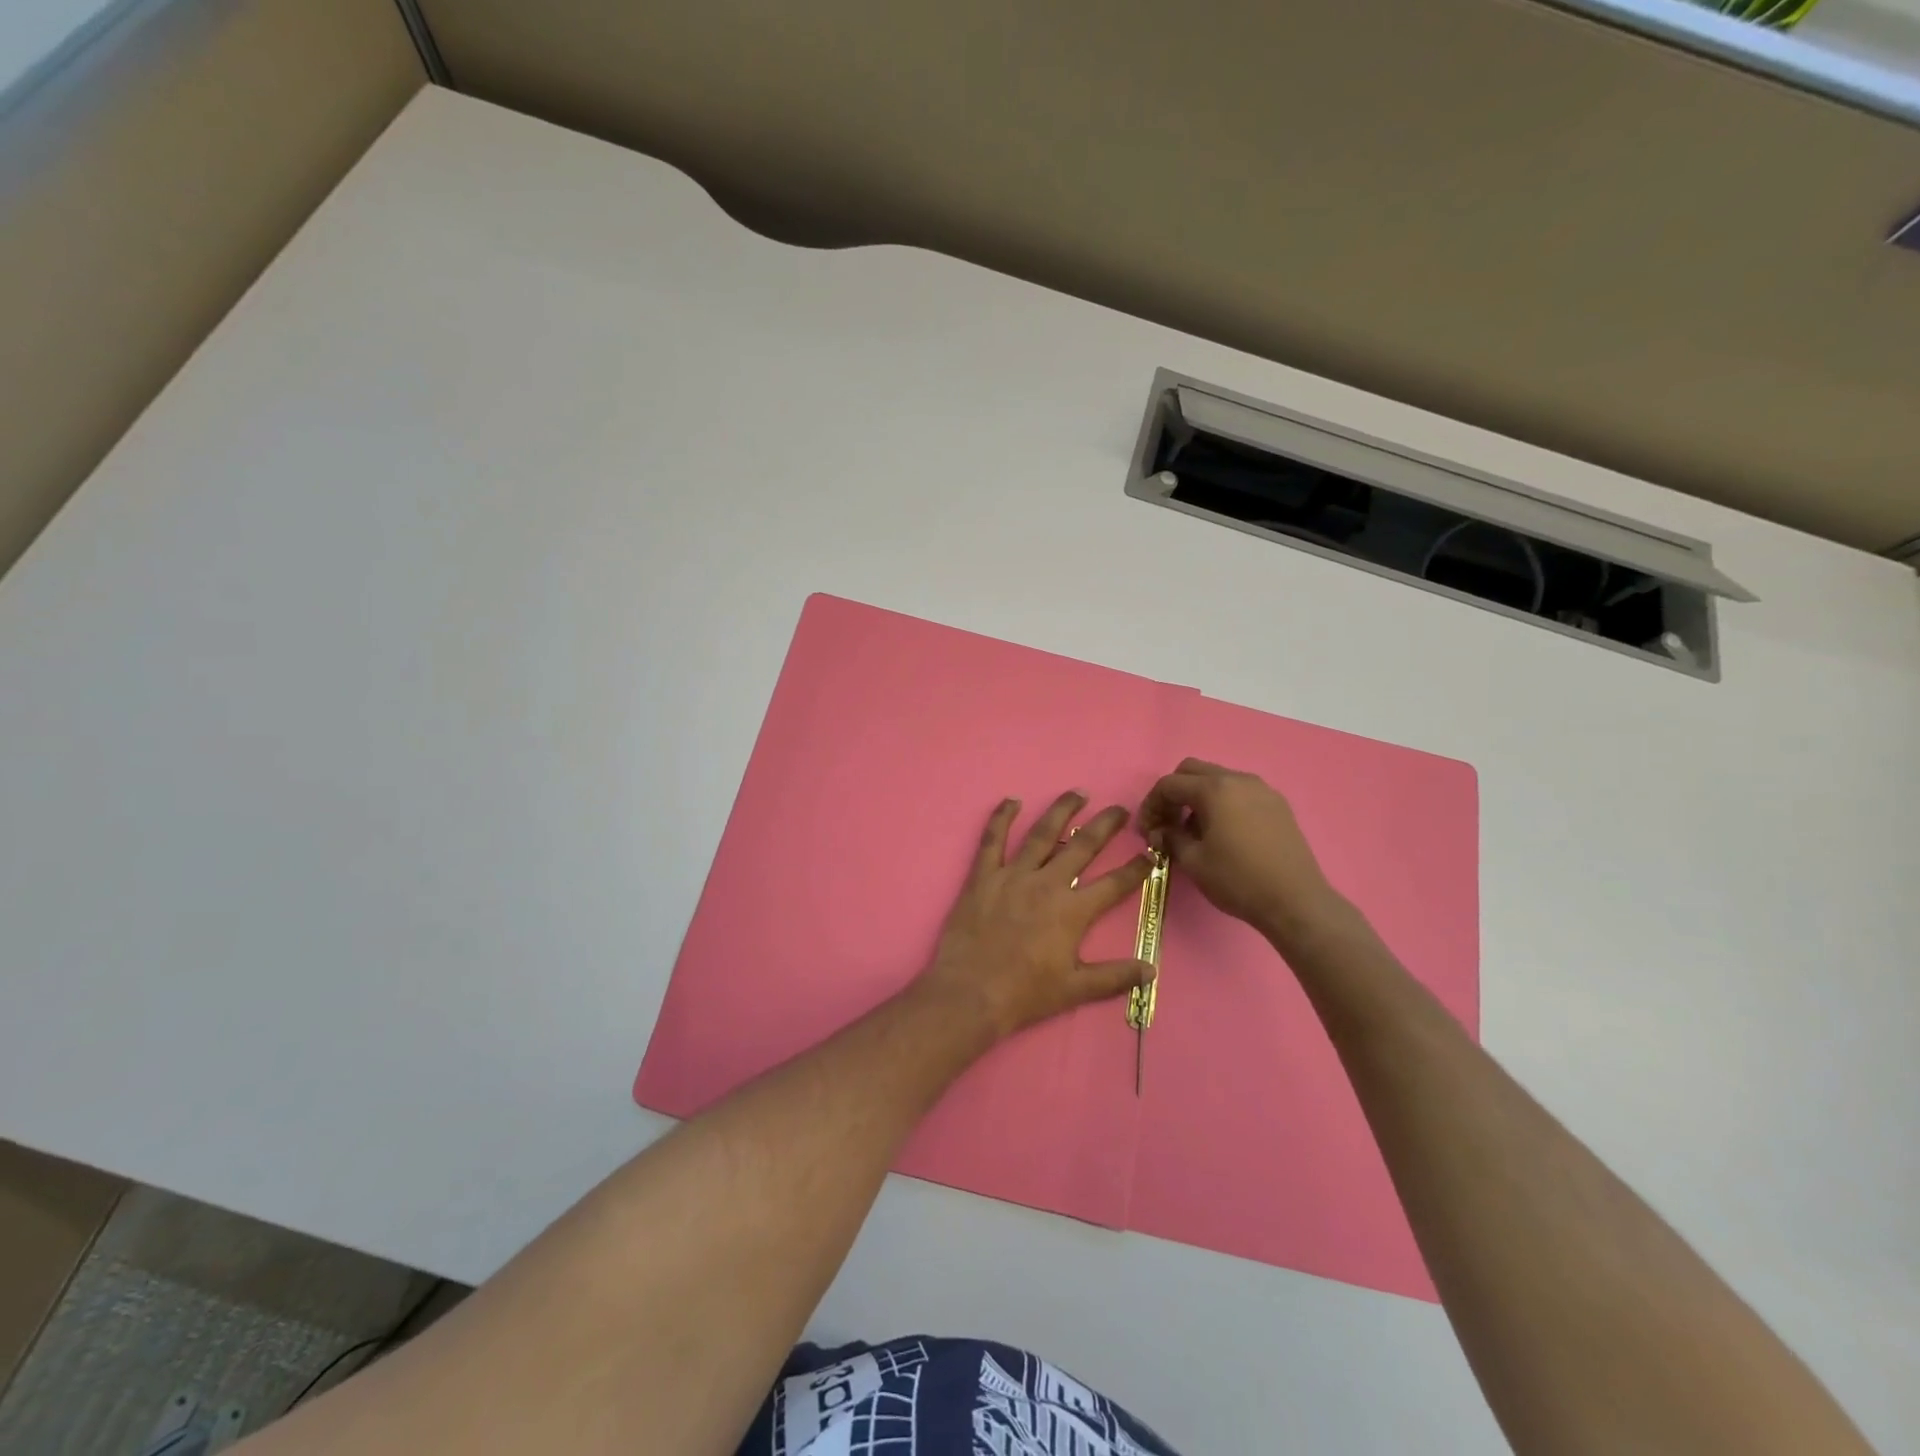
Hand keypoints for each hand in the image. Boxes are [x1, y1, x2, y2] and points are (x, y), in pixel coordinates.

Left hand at [913, 791, 1154, 1041]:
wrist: (970, 992)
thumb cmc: (1024, 994)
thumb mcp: (1075, 990)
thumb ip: (1115, 976)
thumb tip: (1152, 971)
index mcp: (1072, 911)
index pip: (1114, 884)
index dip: (1136, 868)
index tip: (1151, 853)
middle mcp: (1047, 884)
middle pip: (1082, 846)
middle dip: (1105, 825)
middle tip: (1120, 809)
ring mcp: (1013, 876)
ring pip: (1042, 834)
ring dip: (1062, 810)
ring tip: (1077, 792)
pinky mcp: (983, 876)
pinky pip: (992, 840)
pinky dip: (1001, 818)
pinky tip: (1011, 801)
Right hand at [1138, 759, 1341, 945]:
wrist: (1295, 901)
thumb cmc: (1238, 880)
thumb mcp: (1193, 861)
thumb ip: (1170, 838)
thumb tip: (1162, 831)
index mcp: (1214, 789)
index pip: (1170, 784)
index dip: (1151, 805)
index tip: (1147, 830)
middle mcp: (1238, 779)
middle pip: (1193, 771)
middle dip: (1174, 793)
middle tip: (1168, 823)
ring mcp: (1262, 790)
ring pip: (1218, 779)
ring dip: (1198, 797)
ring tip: (1195, 831)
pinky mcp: (1277, 805)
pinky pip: (1240, 792)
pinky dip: (1222, 803)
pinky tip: (1223, 833)